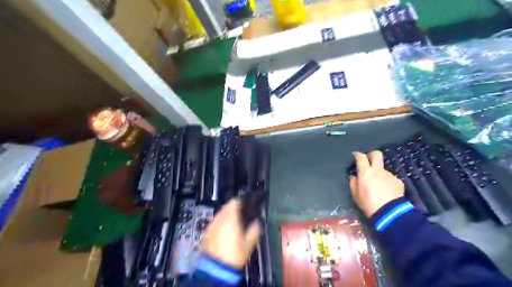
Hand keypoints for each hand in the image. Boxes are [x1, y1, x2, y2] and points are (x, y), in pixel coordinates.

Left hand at [201, 199, 259, 268]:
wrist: (216, 268)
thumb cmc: (234, 255)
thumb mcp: (249, 242)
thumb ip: (255, 229)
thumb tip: (257, 222)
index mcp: (231, 218)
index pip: (235, 201)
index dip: (241, 202)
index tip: (245, 204)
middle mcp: (219, 218)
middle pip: (226, 207)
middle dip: (233, 209)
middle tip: (240, 215)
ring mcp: (211, 225)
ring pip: (220, 214)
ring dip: (226, 216)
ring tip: (233, 225)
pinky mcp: (206, 233)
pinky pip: (215, 223)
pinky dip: (220, 224)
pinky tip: (224, 233)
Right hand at [353, 151, 403, 215]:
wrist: (390, 212)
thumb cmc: (368, 203)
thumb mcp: (356, 195)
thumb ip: (353, 184)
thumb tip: (354, 177)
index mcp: (365, 172)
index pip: (361, 157)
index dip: (358, 154)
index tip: (355, 155)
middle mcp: (378, 170)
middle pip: (377, 154)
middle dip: (372, 155)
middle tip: (369, 161)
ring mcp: (389, 175)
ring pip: (383, 170)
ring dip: (379, 174)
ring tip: (378, 186)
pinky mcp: (398, 181)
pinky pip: (390, 179)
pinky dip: (387, 182)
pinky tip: (386, 192)